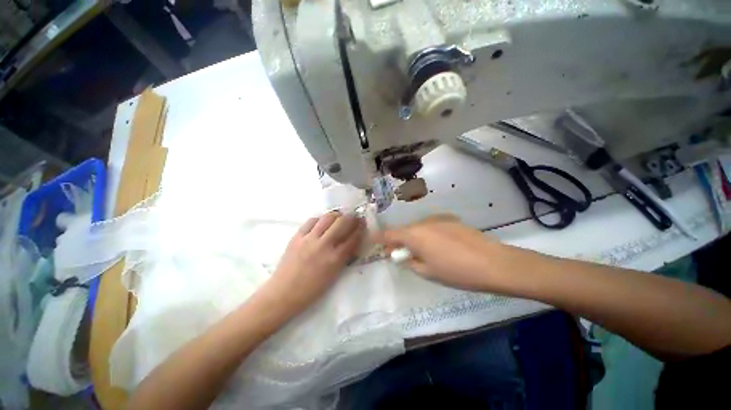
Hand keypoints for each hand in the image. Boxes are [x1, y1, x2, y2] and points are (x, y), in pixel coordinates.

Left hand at [265, 212, 363, 312]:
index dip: (360, 228)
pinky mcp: (297, 236)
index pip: (353, 237)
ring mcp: (309, 239)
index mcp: (335, 259)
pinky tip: (322, 222)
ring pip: (328, 218)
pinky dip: (320, 219)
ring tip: (339, 217)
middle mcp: (324, 245)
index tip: (363, 222)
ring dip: (337, 215)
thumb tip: (352, 241)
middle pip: (342, 222)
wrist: (284, 292)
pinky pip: (311, 221)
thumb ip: (344, 256)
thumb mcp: (334, 274)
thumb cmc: (312, 289)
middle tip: (353, 217)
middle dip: (351, 217)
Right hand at [376, 215, 500, 290]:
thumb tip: (400, 254)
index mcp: (414, 234)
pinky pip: (431, 226)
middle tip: (400, 253)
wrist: (492, 263)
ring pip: (418, 227)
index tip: (374, 242)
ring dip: (414, 237)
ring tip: (423, 251)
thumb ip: (409, 261)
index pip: (389, 234)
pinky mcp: (450, 219)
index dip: (380, 238)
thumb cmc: (455, 271)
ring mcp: (437, 219)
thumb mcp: (427, 272)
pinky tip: (441, 245)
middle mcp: (422, 222)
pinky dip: (428, 234)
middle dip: (399, 240)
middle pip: (404, 230)